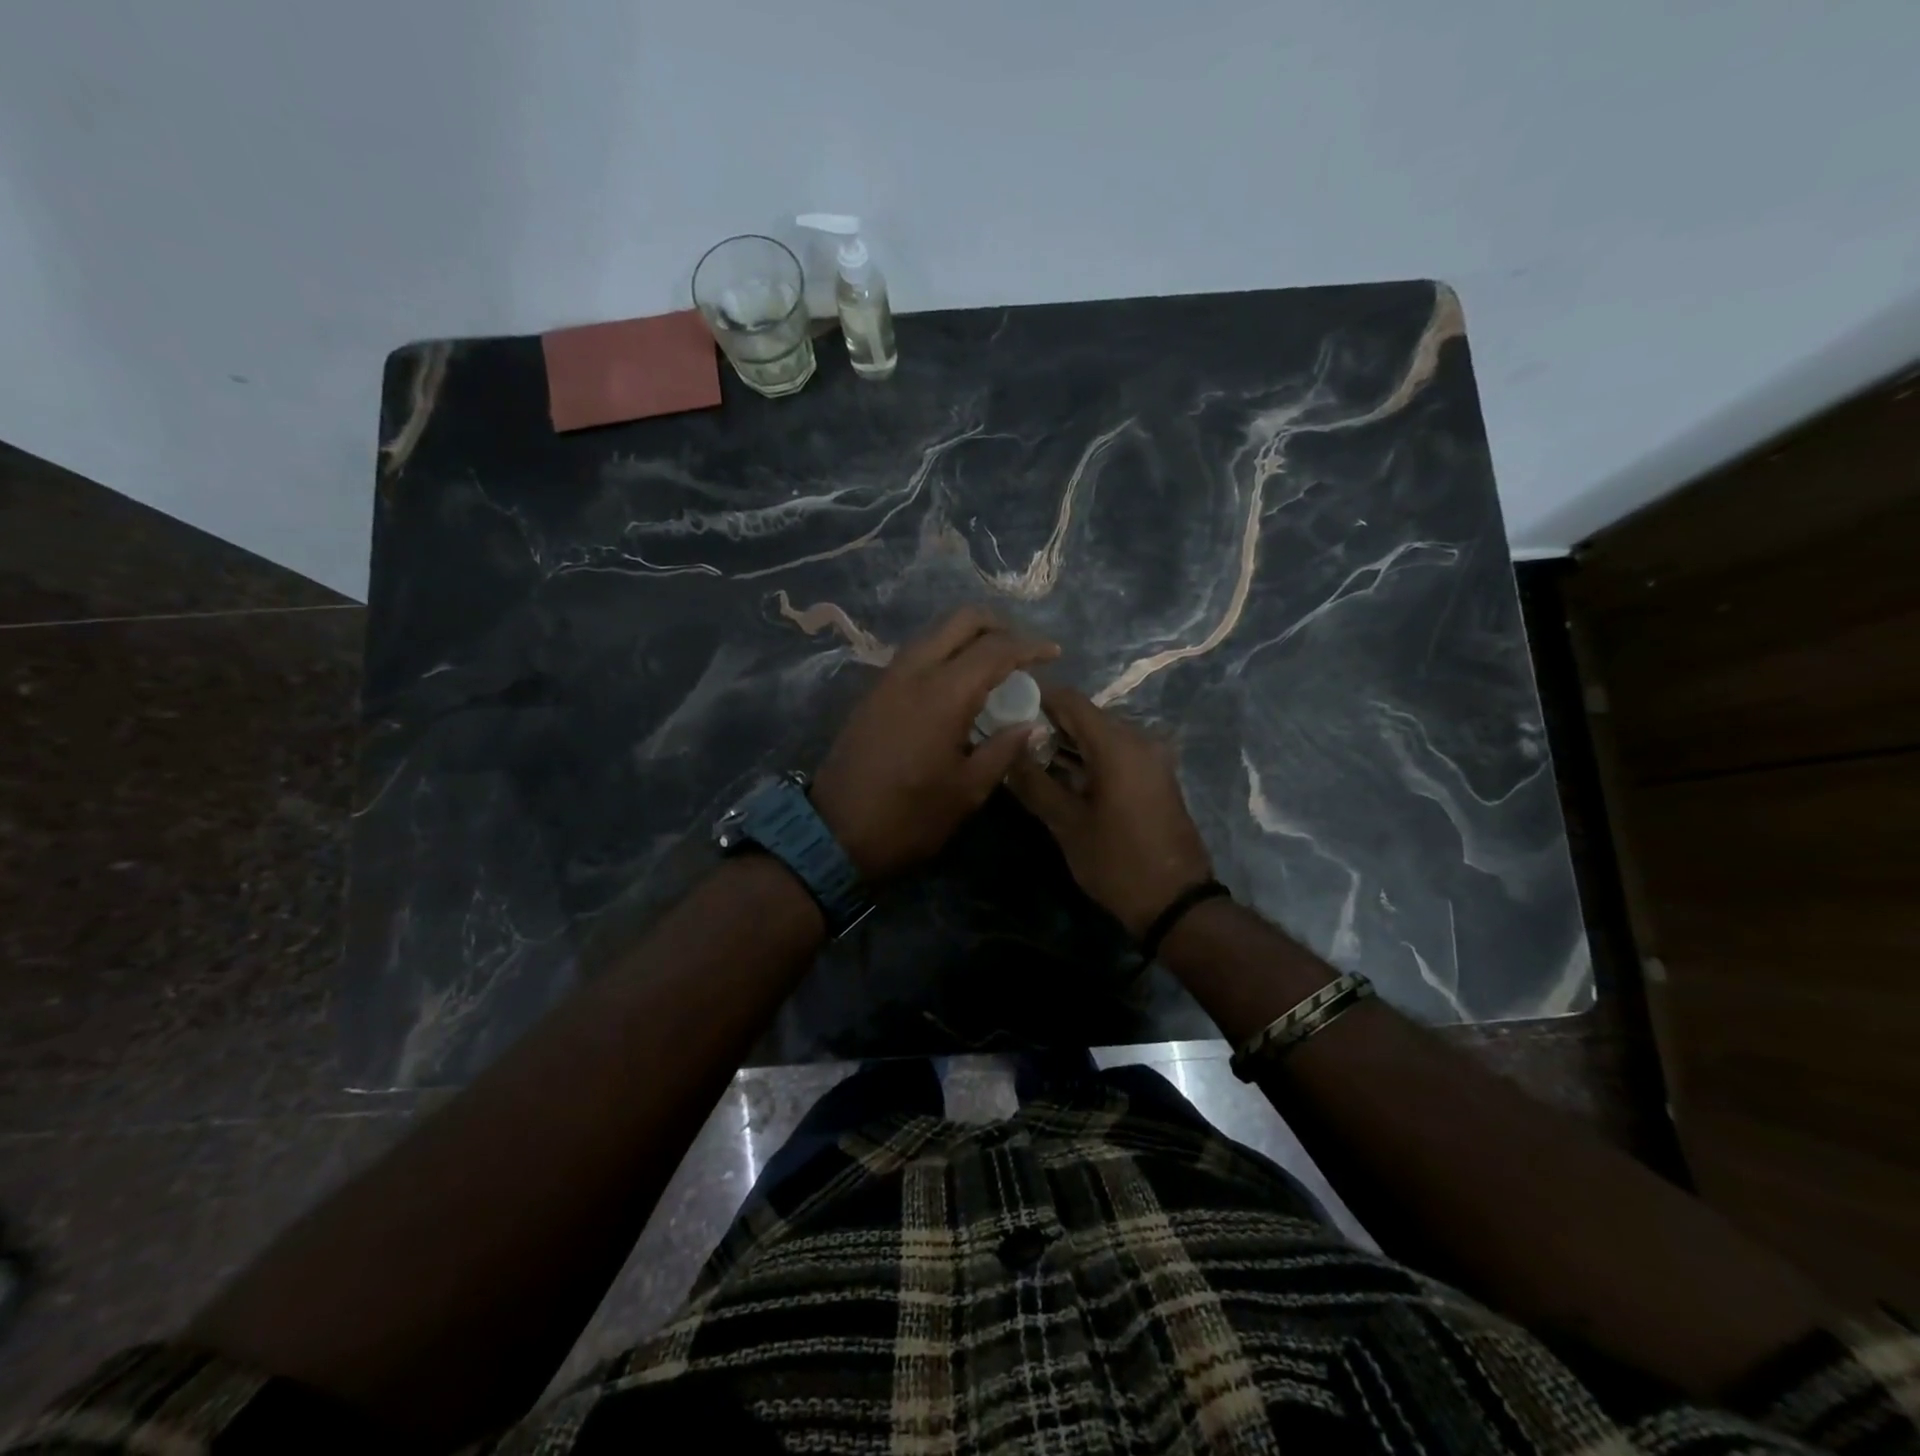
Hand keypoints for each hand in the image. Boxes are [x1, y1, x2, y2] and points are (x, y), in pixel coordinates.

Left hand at [811, 607, 1058, 879]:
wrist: (835, 832)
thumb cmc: (910, 817)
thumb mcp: (967, 790)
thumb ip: (1003, 749)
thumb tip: (1031, 724)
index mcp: (944, 694)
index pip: (995, 649)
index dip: (1030, 646)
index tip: (1054, 654)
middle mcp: (914, 671)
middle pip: (961, 620)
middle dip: (998, 626)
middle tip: (1022, 651)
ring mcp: (888, 677)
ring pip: (935, 633)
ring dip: (968, 637)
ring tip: (994, 666)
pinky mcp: (874, 691)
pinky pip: (917, 653)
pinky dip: (945, 653)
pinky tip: (958, 683)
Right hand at [1006, 686, 1213, 936]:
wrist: (1175, 901)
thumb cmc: (1116, 861)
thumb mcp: (1066, 824)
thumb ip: (1034, 782)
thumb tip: (1008, 752)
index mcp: (1117, 744)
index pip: (1069, 700)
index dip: (1035, 698)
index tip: (1004, 707)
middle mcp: (1138, 739)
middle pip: (1085, 715)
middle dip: (1047, 723)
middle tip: (1010, 737)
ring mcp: (1152, 757)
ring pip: (1100, 734)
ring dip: (1067, 742)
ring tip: (1028, 757)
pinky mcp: (1156, 775)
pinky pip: (1116, 751)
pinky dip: (1088, 756)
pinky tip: (1062, 774)